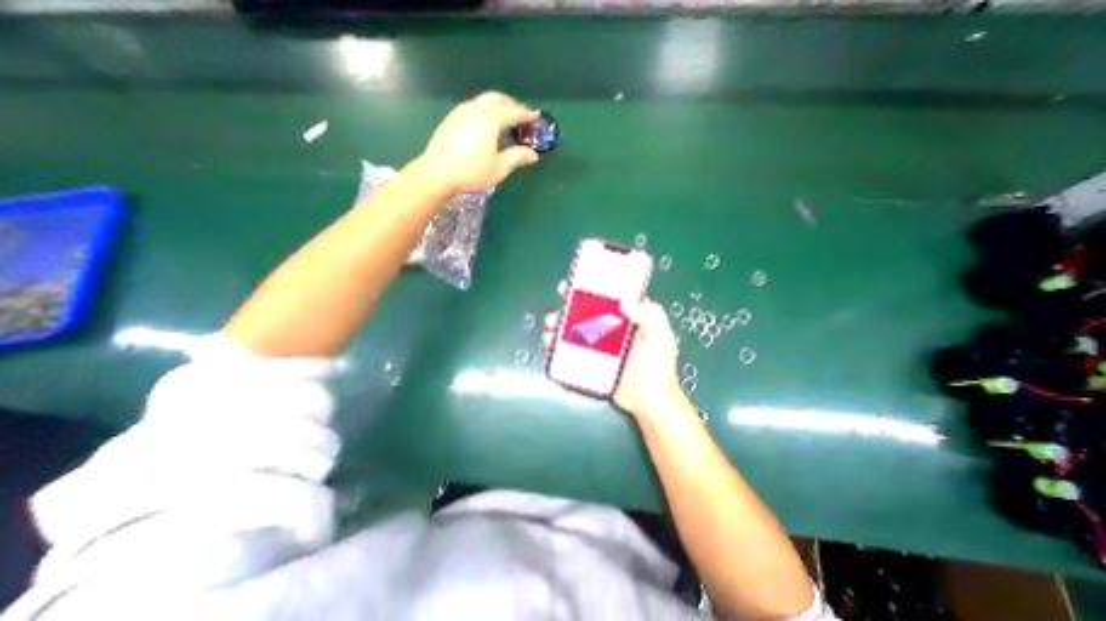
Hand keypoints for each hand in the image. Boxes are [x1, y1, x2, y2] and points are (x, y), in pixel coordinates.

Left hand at [417, 89, 541, 193]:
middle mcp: (476, 108)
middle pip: (498, 99)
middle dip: (512, 105)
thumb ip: (517, 157)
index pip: (514, 112)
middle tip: (522, 117)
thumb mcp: (499, 168)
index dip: (527, 115)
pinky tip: (486, 127)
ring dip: (498, 107)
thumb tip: (533, 154)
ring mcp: (461, 111)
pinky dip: (486, 112)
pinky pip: (474, 108)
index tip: (537, 118)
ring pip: (484, 102)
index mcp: (491, 118)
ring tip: (506, 122)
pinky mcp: (452, 118)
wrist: (437, 173)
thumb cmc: (472, 172)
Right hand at [542, 280, 689, 418]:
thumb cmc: (658, 368)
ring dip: (559, 326)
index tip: (572, 285)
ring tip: (550, 329)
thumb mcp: (660, 337)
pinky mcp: (591, 361)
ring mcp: (599, 345)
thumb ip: (650, 315)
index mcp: (627, 318)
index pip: (605, 297)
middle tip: (557, 311)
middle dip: (567, 308)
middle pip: (585, 312)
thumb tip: (625, 301)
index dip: (588, 289)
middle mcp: (611, 328)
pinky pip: (571, 349)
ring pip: (574, 329)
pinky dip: (558, 346)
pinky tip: (550, 345)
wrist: (649, 401)